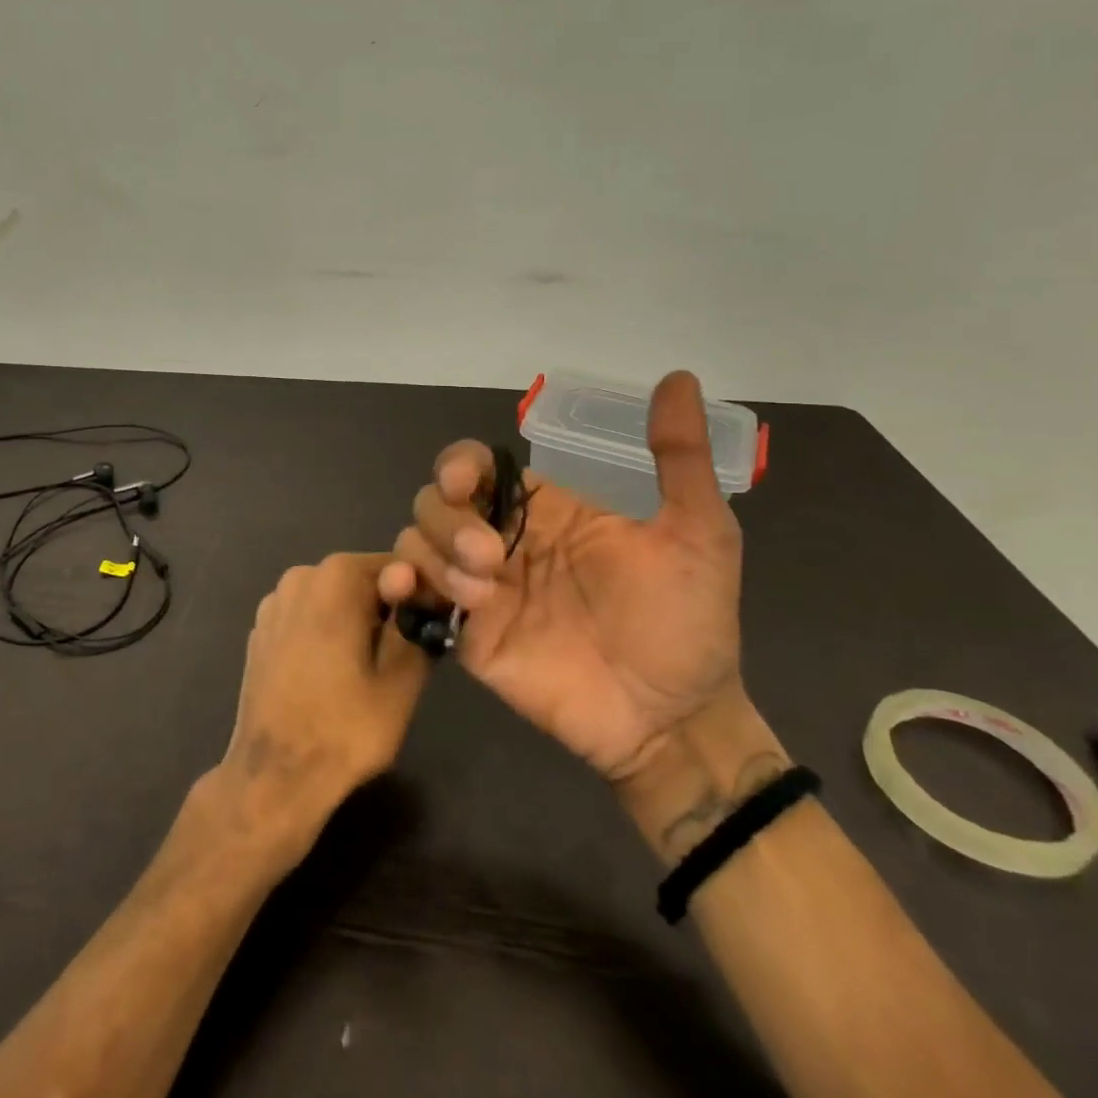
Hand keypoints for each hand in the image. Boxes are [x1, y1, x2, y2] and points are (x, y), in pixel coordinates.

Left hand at [215, 553, 430, 861]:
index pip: (396, 567)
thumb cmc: (344, 729)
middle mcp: (300, 576)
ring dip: (356, 621)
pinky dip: (326, 632)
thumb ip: (415, 625)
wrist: (273, 777)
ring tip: (368, 669)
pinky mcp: (260, 629)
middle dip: (386, 608)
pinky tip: (331, 674)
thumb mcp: (401, 680)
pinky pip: (307, 617)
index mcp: (336, 577)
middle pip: (361, 580)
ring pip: (333, 599)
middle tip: (404, 655)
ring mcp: (274, 602)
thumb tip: (424, 596)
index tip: (430, 629)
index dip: (420, 595)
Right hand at [379, 371, 743, 785]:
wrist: (673, 719)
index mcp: (545, 512)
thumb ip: (678, 457)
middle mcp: (504, 542)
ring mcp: (481, 590)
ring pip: (418, 541)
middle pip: (436, 501)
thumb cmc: (686, 623)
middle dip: (449, 519)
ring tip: (481, 591)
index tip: (466, 483)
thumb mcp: (699, 532)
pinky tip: (409, 590)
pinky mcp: (466, 635)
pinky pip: (413, 597)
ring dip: (435, 555)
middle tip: (492, 558)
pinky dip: (398, 583)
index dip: (459, 465)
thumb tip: (677, 378)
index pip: (477, 468)